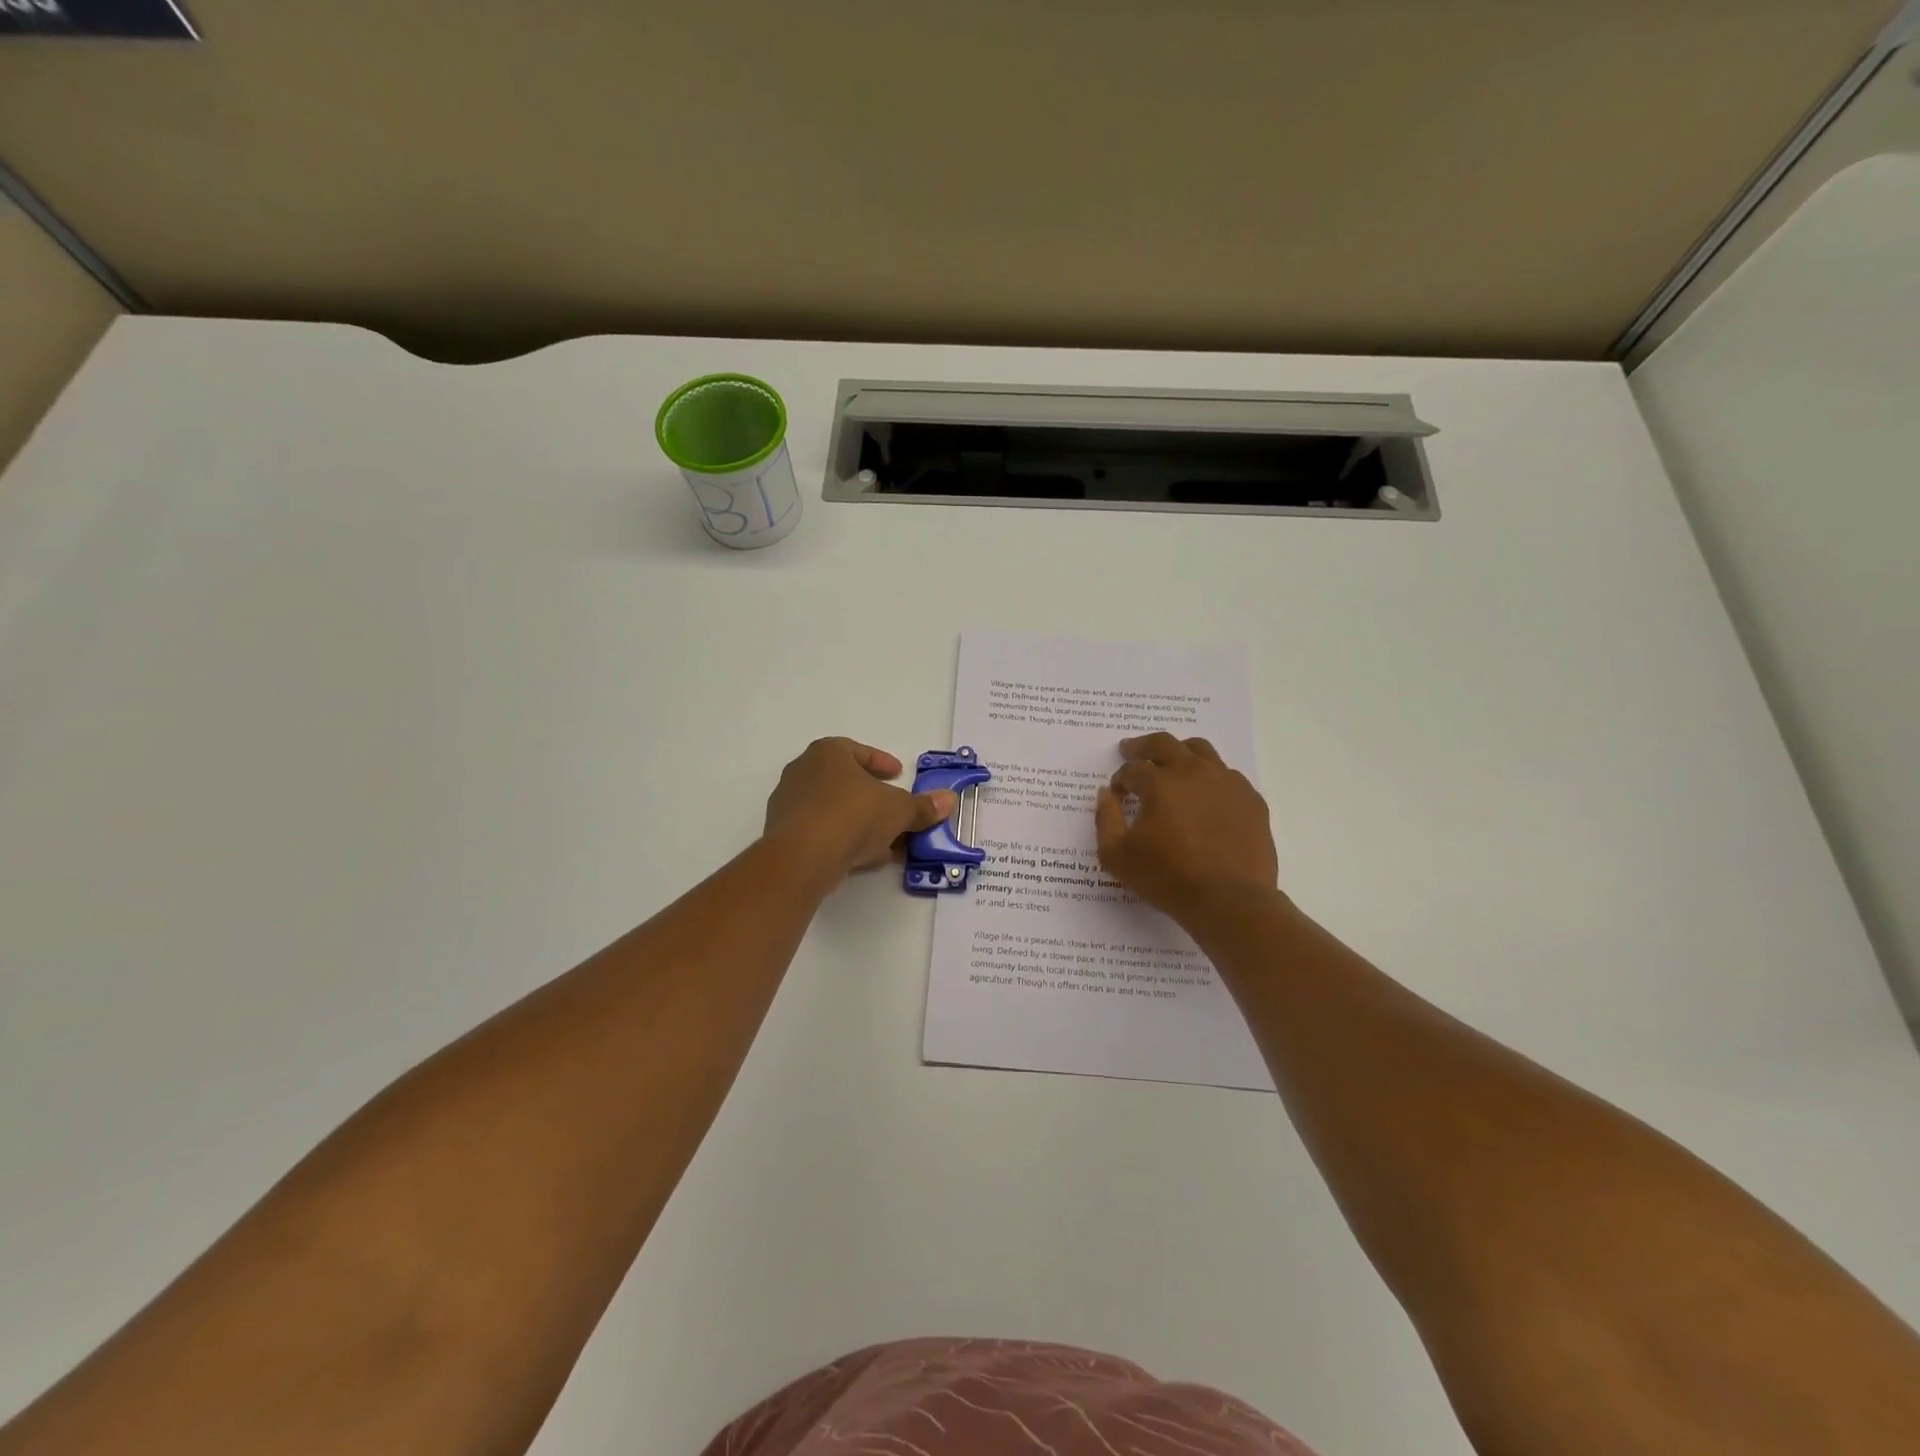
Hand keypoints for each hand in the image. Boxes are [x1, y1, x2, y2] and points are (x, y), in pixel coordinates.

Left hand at [764, 738, 957, 881]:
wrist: (802, 858)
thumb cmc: (853, 816)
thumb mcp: (898, 811)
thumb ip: (922, 806)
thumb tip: (948, 800)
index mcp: (828, 753)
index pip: (859, 751)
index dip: (882, 763)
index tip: (898, 776)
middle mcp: (803, 771)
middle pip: (846, 781)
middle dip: (873, 798)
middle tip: (895, 811)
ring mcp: (788, 803)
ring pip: (833, 809)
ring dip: (859, 823)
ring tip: (885, 843)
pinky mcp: (782, 834)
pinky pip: (820, 831)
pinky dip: (842, 840)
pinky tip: (862, 858)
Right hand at [1095, 732, 1278, 920]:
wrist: (1230, 900)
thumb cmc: (1168, 878)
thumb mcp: (1117, 856)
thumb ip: (1105, 819)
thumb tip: (1105, 794)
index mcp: (1159, 783)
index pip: (1132, 769)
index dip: (1120, 779)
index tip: (1117, 792)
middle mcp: (1193, 772)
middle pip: (1164, 744)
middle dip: (1142, 746)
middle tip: (1131, 750)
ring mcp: (1226, 783)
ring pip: (1201, 751)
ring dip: (1179, 752)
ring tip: (1172, 762)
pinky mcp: (1250, 799)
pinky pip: (1228, 776)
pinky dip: (1210, 777)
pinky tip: (1206, 794)